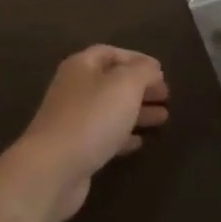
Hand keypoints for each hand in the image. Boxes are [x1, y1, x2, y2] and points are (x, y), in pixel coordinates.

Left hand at [7, 46, 168, 221]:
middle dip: (139, 87)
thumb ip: (142, 71)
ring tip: (163, 118)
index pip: (110, 53)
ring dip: (136, 111)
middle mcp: (74, 88)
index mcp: (81, 66)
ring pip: (109, 109)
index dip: (136, 59)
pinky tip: (139, 142)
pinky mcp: (75, 148)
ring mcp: (72, 119)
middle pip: (111, 81)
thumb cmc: (92, 118)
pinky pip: (103, 135)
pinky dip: (123, 135)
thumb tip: (152, 68)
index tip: (161, 72)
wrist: (54, 168)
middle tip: (166, 96)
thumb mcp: (125, 85)